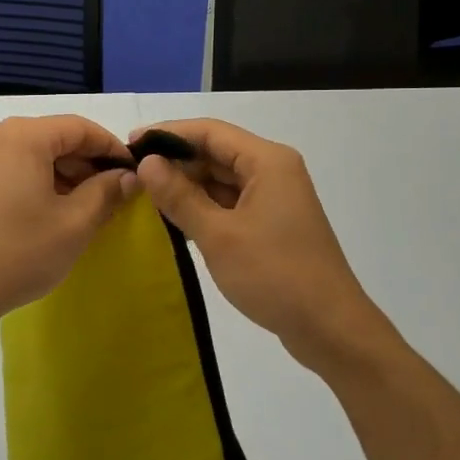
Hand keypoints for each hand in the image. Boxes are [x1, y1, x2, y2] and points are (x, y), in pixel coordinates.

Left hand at [0, 115, 137, 327]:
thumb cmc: (18, 254)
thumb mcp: (74, 224)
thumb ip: (107, 192)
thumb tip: (129, 177)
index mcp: (23, 136)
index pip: (80, 127)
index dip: (111, 147)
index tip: (133, 172)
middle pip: (54, 137)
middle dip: (87, 163)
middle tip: (113, 194)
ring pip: (32, 153)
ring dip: (63, 173)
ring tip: (86, 206)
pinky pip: (11, 167)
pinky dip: (37, 180)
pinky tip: (51, 210)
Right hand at [132, 119, 393, 375]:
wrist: (329, 327)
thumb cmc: (275, 275)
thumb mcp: (219, 235)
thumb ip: (180, 196)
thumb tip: (147, 163)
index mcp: (267, 161)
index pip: (210, 132)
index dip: (168, 134)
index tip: (130, 144)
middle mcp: (274, 171)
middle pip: (217, 153)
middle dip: (176, 162)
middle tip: (132, 176)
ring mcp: (275, 199)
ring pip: (223, 180)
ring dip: (188, 187)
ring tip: (146, 197)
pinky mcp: (273, 224)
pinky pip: (231, 204)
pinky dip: (204, 208)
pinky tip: (176, 220)